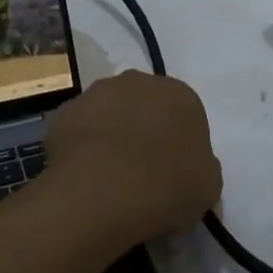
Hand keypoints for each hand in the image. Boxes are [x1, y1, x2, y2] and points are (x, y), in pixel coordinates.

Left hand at [43, 71, 222, 244]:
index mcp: (181, 95)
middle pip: (144, 105)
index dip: (178, 143)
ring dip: (109, 134)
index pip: (184, 114)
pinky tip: (83, 176)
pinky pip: (78, 130)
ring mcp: (98, 92)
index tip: (173, 171)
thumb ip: (201, 166)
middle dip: (142, 129)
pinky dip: (80, 147)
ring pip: (108, 112)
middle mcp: (140, 81)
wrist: (105, 190)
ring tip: (108, 175)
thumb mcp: (208, 185)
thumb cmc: (168, 186)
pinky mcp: (65, 111)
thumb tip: (188, 166)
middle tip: (140, 170)